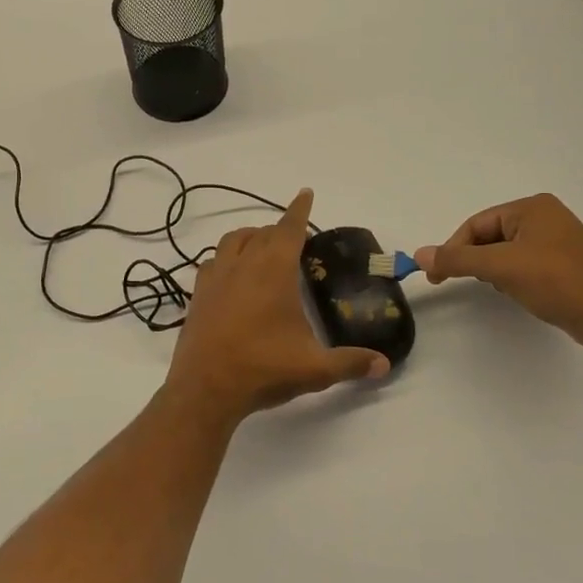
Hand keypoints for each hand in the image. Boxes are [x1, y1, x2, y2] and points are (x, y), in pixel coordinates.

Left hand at [167, 188, 389, 422]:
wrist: (205, 389)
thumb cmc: (263, 369)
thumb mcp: (314, 369)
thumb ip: (351, 363)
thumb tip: (384, 365)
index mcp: (273, 271)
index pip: (288, 229)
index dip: (299, 210)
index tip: (305, 193)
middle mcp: (242, 265)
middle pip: (261, 233)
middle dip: (279, 229)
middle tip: (295, 240)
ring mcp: (215, 278)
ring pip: (231, 241)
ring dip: (249, 237)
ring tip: (262, 248)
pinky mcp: (198, 295)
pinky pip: (212, 262)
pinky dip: (225, 258)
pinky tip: (232, 275)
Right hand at [415, 194, 582, 358]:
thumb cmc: (557, 281)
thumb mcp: (501, 267)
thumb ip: (458, 260)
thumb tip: (419, 255)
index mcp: (531, 207)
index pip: (477, 223)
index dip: (454, 248)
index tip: (438, 275)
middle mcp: (545, 218)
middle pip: (490, 236)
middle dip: (475, 259)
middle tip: (461, 282)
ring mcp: (557, 241)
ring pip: (506, 252)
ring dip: (494, 270)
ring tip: (499, 288)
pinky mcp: (564, 265)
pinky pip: (524, 264)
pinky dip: (512, 277)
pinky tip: (517, 293)